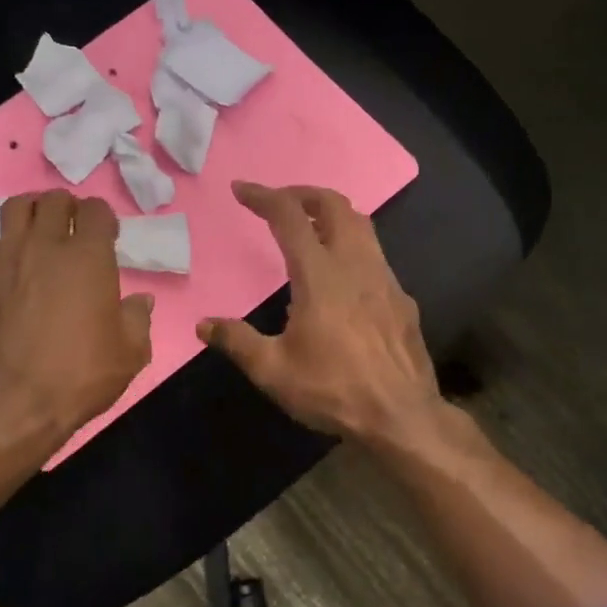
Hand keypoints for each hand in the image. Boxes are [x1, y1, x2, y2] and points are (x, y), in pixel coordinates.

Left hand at [0, 191, 153, 442]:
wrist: (16, 400)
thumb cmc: (82, 373)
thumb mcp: (131, 352)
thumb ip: (138, 318)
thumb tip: (140, 301)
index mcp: (88, 256)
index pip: (95, 210)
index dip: (104, 218)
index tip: (108, 237)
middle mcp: (45, 246)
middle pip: (53, 200)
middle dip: (68, 207)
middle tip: (74, 229)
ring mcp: (7, 260)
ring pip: (15, 209)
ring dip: (33, 213)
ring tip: (41, 232)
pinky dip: (9, 246)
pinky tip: (16, 267)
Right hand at [199, 182, 443, 442]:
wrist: (401, 416)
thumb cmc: (333, 390)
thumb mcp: (273, 371)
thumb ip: (238, 342)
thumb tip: (204, 325)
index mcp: (319, 274)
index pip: (289, 216)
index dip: (263, 196)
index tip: (241, 190)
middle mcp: (355, 264)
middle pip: (334, 205)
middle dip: (303, 193)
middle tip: (280, 202)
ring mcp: (385, 279)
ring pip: (361, 225)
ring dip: (332, 215)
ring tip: (309, 229)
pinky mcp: (402, 299)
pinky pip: (376, 256)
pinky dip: (352, 247)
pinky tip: (343, 277)